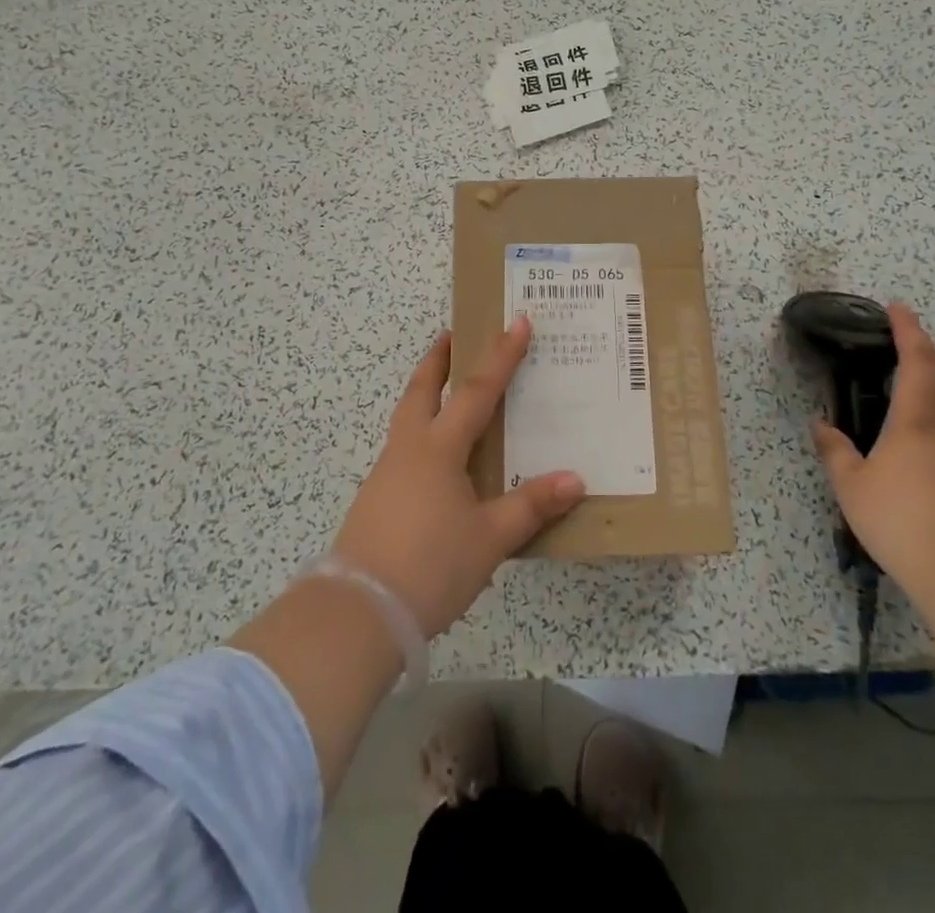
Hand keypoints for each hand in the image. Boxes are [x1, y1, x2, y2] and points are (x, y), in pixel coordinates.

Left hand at [332, 318, 585, 637]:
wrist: (358, 612)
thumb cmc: (431, 565)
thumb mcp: (490, 538)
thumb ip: (531, 506)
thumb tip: (575, 480)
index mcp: (438, 449)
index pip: (477, 391)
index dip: (501, 356)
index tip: (516, 322)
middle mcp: (409, 450)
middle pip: (422, 390)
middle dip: (438, 360)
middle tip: (451, 335)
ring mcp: (387, 474)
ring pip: (407, 419)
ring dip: (425, 395)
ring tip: (446, 395)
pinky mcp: (375, 500)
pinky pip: (403, 450)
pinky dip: (420, 435)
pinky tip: (435, 462)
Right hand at [811, 302, 934, 597]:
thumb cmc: (907, 521)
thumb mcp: (853, 488)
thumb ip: (835, 453)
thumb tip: (823, 426)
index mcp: (917, 421)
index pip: (917, 361)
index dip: (908, 330)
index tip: (897, 307)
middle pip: (924, 402)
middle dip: (897, 399)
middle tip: (865, 409)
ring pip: (931, 440)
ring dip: (905, 442)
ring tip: (877, 472)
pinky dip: (919, 471)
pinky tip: (903, 502)